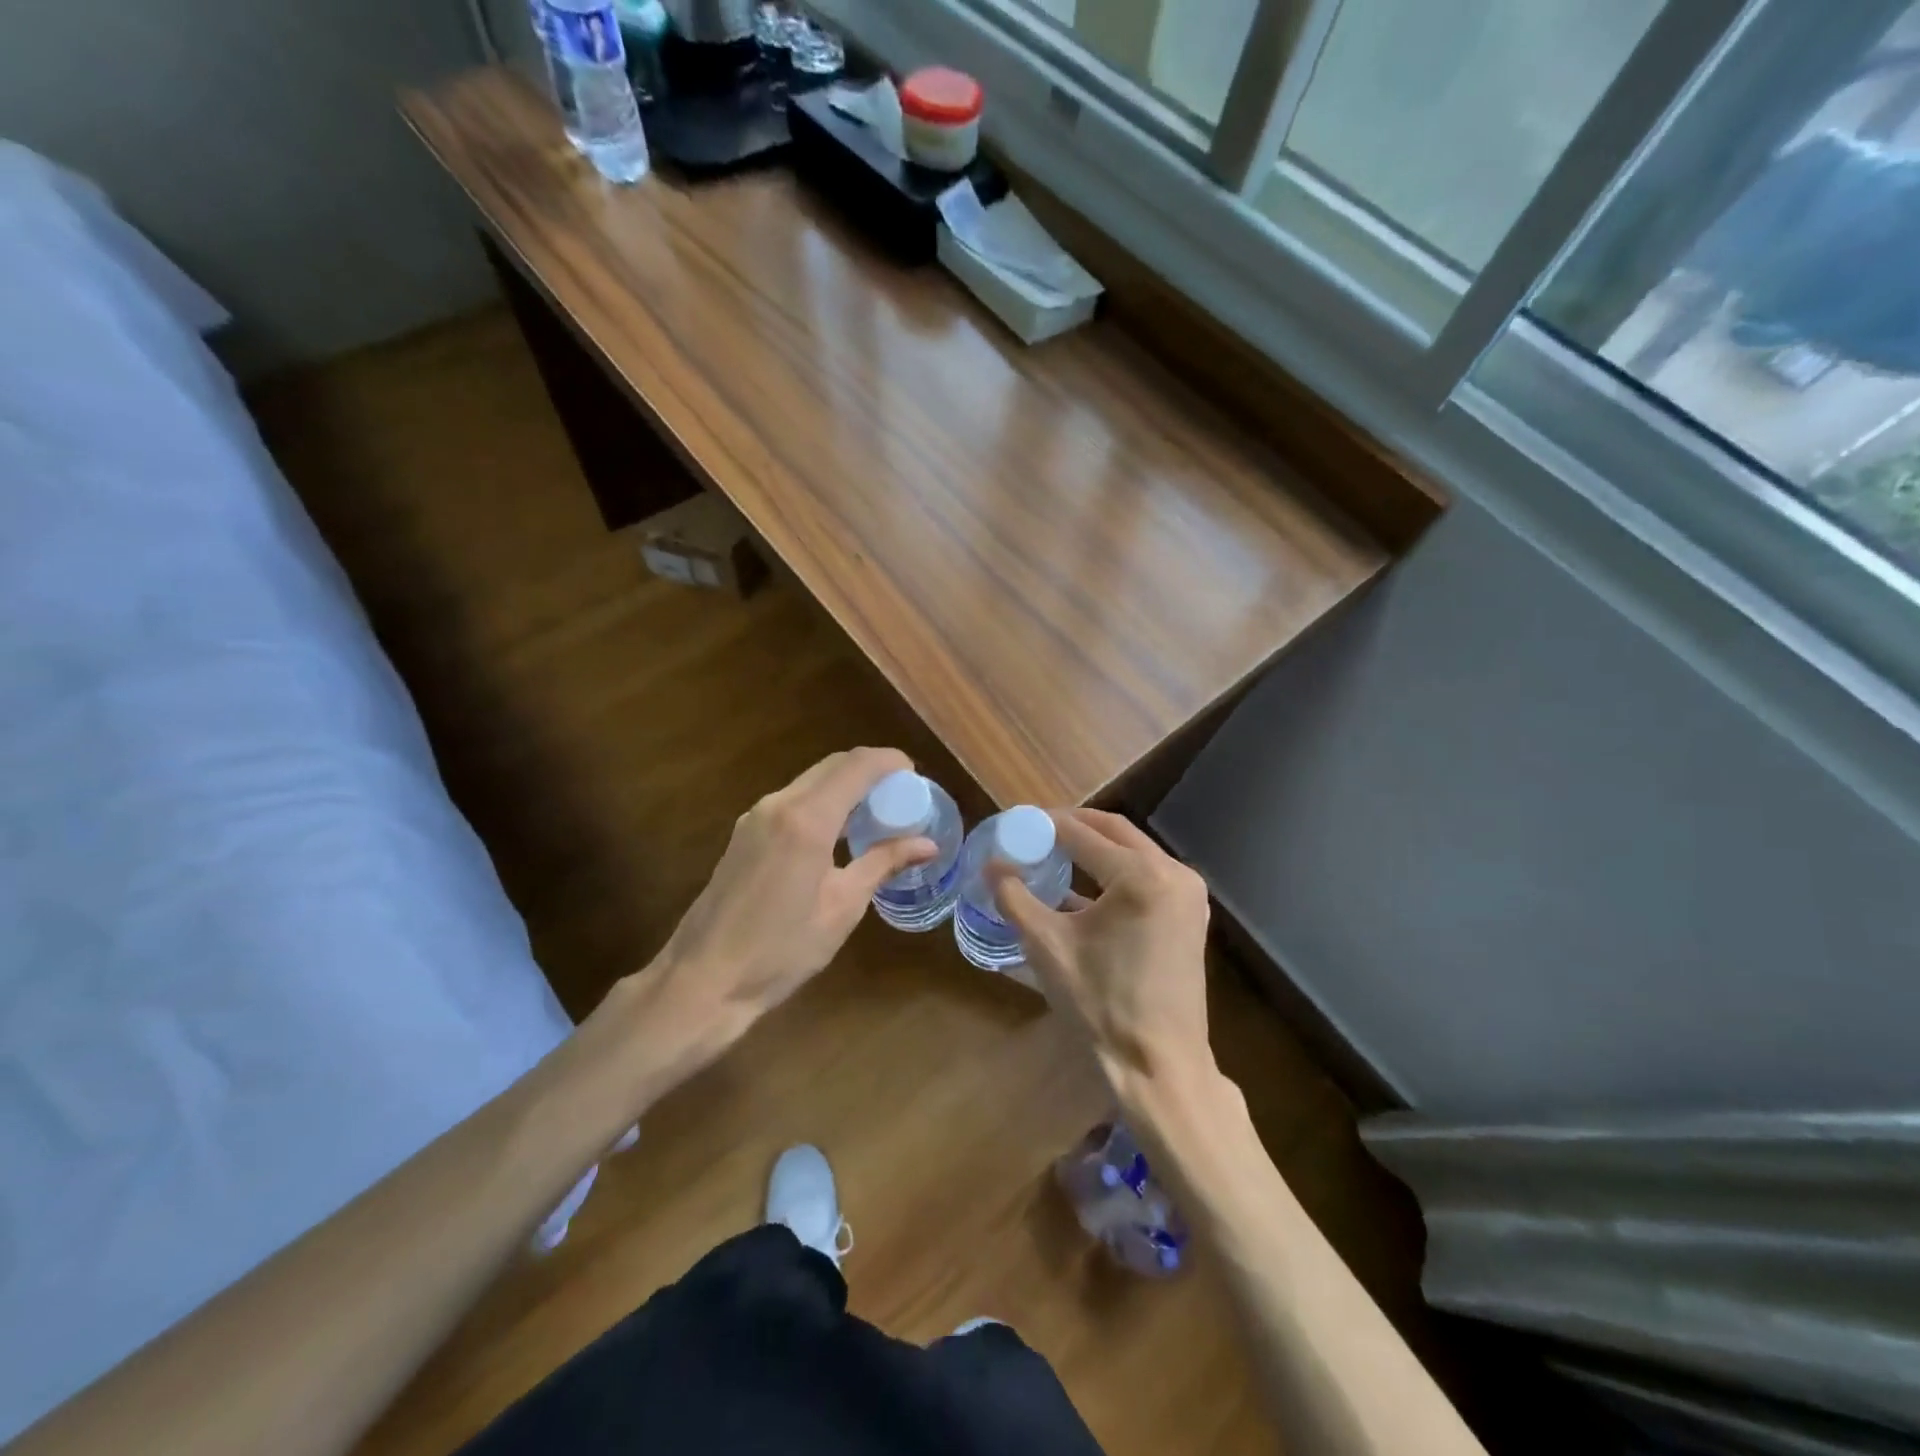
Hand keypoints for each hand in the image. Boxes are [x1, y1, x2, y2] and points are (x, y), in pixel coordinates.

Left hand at [649, 748, 934, 1040]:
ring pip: (811, 781)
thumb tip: (928, 844)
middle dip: (870, 771)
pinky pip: (793, 800)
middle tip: (902, 797)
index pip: (856, 766)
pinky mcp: (744, 833)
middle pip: (833, 766)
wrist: (705, 980)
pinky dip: (823, 802)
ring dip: (846, 786)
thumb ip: (883, 863)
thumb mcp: (843, 907)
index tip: (916, 775)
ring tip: (877, 815)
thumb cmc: (781, 950)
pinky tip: (839, 834)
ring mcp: (756, 817)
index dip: (890, 761)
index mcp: (807, 820)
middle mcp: (778, 805)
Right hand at [993, 809, 1213, 1103]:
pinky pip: (1148, 875)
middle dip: (1074, 826)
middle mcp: (1173, 873)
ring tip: (1055, 853)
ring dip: (1096, 847)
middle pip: (1114, 831)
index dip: (1046, 824)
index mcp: (1141, 876)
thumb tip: (992, 865)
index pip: (1083, 833)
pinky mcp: (1191, 915)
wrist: (1159, 1064)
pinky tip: (1084, 887)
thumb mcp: (1047, 947)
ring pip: (1134, 851)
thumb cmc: (1100, 1004)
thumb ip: (1015, 898)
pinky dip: (1116, 872)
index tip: (1017, 822)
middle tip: (1036, 831)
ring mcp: (1189, 894)